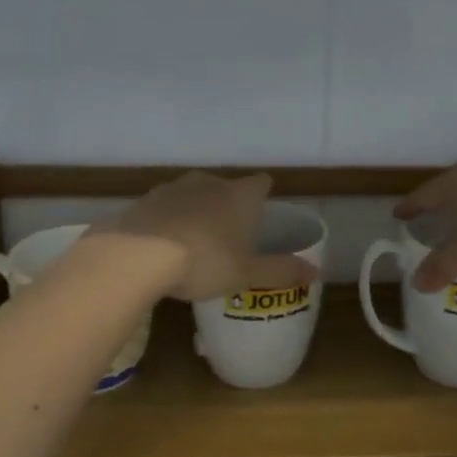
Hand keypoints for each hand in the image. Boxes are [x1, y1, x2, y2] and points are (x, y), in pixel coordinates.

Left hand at [99, 172, 317, 302]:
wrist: (138, 255)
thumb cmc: (205, 261)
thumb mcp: (247, 273)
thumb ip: (281, 270)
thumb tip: (318, 271)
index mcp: (240, 195)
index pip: (261, 183)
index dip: (263, 195)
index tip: (262, 211)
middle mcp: (209, 182)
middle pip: (225, 187)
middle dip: (228, 205)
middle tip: (229, 235)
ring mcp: (173, 188)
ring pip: (192, 194)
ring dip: (196, 211)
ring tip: (195, 241)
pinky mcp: (144, 200)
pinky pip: (164, 207)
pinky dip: (167, 220)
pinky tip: (163, 244)